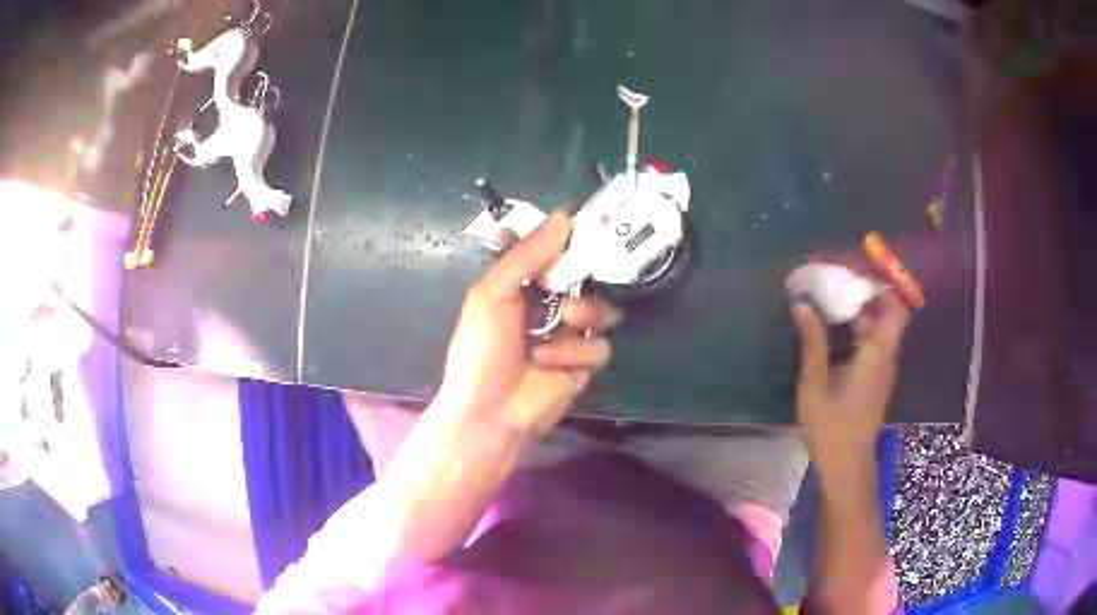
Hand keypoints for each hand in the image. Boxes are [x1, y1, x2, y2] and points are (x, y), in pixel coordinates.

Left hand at [435, 209, 621, 436]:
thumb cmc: (481, 349)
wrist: (488, 411)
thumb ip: (527, 255)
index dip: (571, 237)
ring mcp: (570, 333)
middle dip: (585, 274)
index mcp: (524, 283)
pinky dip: (575, 351)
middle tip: (583, 268)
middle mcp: (550, 303)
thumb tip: (565, 215)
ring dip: (583, 313)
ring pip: (602, 308)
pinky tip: (551, 363)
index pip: (555, 249)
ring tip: (562, 322)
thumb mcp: (493, 294)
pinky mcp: (583, 362)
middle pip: (586, 276)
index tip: (589, 222)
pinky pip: (599, 344)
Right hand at [792, 291, 910, 461]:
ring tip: (828, 304)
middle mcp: (885, 358)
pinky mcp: (874, 383)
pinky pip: (871, 348)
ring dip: (857, 315)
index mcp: (877, 353)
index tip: (857, 274)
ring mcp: (881, 371)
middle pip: (885, 316)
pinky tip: (832, 335)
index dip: (882, 287)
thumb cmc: (831, 425)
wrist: (845, 466)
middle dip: (862, 297)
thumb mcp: (815, 382)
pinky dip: (856, 334)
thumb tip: (802, 305)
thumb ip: (812, 341)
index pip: (895, 309)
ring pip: (877, 332)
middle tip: (834, 285)